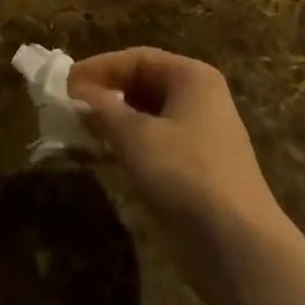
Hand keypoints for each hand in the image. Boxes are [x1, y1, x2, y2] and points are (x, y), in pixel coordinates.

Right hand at [68, 49, 289, 285]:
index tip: (66, 84)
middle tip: (70, 107)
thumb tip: (77, 93)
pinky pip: (154, 144)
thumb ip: (102, 110)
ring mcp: (200, 136)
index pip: (138, 59)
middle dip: (106, 94)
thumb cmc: (185, 174)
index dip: (100, 68)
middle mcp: (199, 99)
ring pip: (147, 117)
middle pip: (143, 85)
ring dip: (114, 123)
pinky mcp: (196, 170)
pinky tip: (103, 157)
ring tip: (79, 132)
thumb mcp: (135, 136)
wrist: (238, 246)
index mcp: (191, 77)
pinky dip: (128, 146)